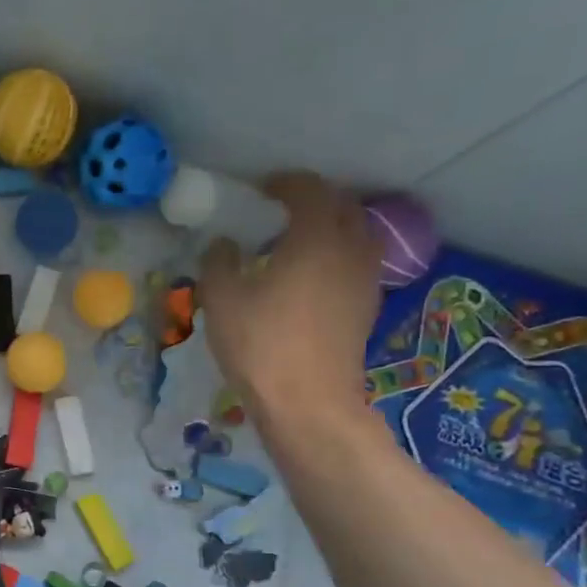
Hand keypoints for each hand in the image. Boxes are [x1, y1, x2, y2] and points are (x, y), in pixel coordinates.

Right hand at [198, 171, 380, 430]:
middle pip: (343, 206)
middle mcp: (351, 249)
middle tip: (282, 209)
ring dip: (330, 227)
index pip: (310, 190)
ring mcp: (365, 279)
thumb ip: (219, 262)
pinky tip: (310, 277)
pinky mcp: (367, 307)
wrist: (308, 402)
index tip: (263, 189)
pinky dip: (336, 256)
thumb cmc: (261, 345)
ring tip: (297, 242)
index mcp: (316, 237)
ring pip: (356, 234)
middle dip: (315, 200)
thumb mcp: (222, 300)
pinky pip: (356, 263)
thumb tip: (225, 244)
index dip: (286, 183)